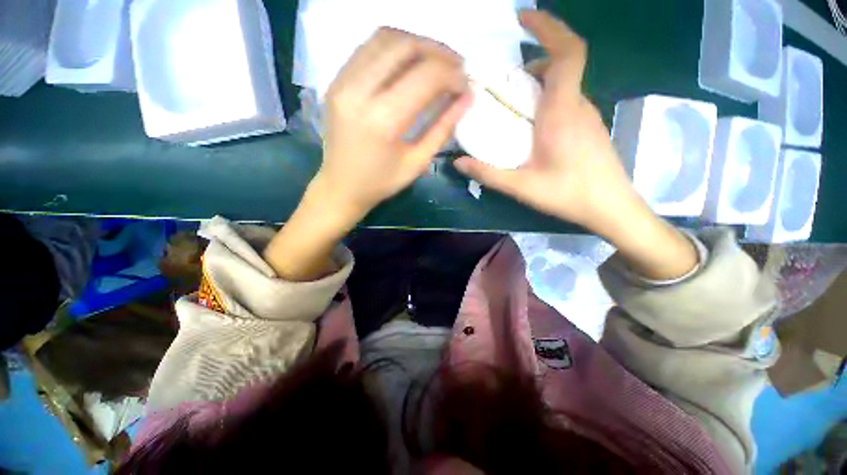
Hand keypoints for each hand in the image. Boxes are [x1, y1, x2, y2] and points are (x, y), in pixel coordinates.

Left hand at [264, 28, 471, 281]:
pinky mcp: (336, 81)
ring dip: (417, 44)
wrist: (341, 186)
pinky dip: (395, 48)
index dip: (452, 75)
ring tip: (436, 61)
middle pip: (405, 47)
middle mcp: (358, 92)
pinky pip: (368, 48)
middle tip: (456, 66)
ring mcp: (342, 82)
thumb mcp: (417, 162)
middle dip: (438, 52)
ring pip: (385, 38)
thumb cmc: (381, 183)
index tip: (466, 83)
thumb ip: (443, 128)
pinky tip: (409, 63)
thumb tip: (467, 98)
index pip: (425, 77)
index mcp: (382, 120)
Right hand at [455, 11, 698, 280]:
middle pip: (561, 66)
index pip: (567, 52)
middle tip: (504, 81)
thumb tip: (458, 162)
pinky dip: (547, 100)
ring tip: (512, 105)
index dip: (549, 27)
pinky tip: (531, 126)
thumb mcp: (521, 186)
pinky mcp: (588, 128)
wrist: (611, 208)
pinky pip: (567, 101)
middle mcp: (578, 106)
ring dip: (539, 84)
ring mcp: (586, 116)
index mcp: (563, 112)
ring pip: (563, 85)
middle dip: (533, 62)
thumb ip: (488, 173)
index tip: (524, 18)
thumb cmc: (569, 194)